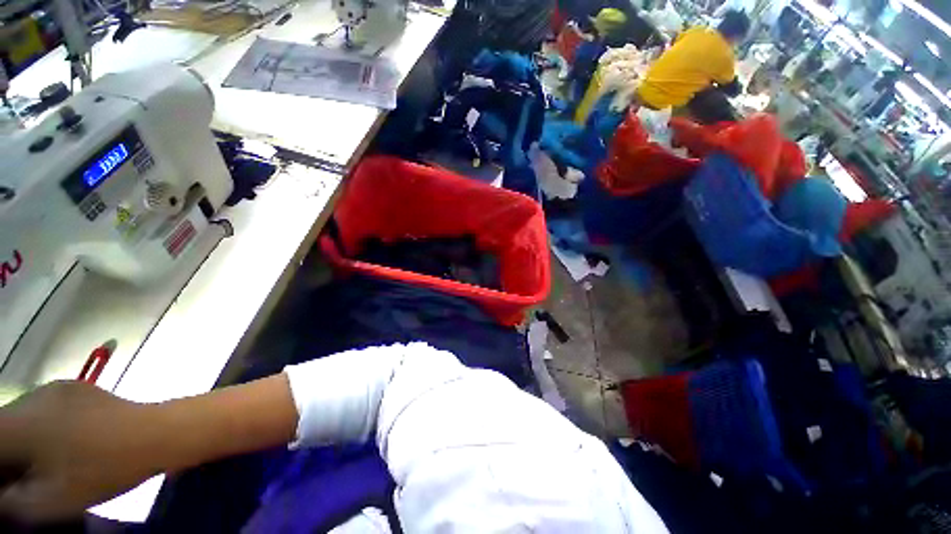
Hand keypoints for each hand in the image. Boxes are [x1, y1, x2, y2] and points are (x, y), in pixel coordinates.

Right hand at [0, 381, 160, 524]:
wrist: (157, 433)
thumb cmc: (103, 470)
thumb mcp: (49, 501)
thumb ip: (11, 501)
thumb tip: (1, 494)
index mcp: (19, 423)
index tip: (7, 485)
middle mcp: (31, 396)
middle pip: (1, 427)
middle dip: (5, 455)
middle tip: (18, 481)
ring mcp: (55, 388)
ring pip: (20, 418)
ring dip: (20, 442)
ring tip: (39, 466)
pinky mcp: (76, 388)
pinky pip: (42, 409)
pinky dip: (39, 429)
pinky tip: (60, 446)